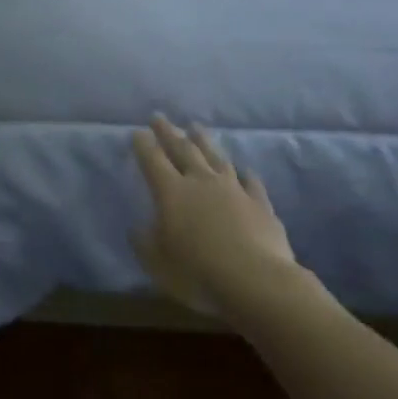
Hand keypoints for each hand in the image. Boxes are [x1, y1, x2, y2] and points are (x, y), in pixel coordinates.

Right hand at [132, 116, 305, 315]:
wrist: (256, 281)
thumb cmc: (198, 272)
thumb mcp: (158, 262)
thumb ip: (144, 242)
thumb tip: (137, 227)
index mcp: (172, 192)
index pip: (153, 160)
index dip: (144, 145)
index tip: (138, 131)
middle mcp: (201, 182)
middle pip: (183, 149)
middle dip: (169, 132)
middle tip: (160, 117)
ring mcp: (234, 189)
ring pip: (216, 157)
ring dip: (204, 141)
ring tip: (196, 127)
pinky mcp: (260, 204)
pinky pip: (251, 182)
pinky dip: (245, 174)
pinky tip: (244, 169)